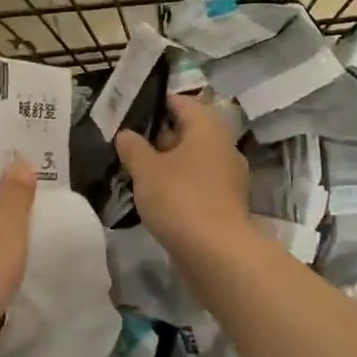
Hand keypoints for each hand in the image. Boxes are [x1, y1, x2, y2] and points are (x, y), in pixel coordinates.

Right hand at [115, 93, 250, 256]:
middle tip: (131, 142)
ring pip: (195, 159)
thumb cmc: (180, 198)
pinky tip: (159, 196)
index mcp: (208, 128)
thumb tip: (126, 134)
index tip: (133, 110)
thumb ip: (133, 148)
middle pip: (190, 131)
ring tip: (139, 170)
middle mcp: (224, 147)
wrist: (217, 253)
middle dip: (162, 135)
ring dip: (171, 162)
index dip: (158, 103)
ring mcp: (229, 177)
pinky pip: (200, 183)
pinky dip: (181, 184)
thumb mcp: (146, 169)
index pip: (183, 103)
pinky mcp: (227, 204)